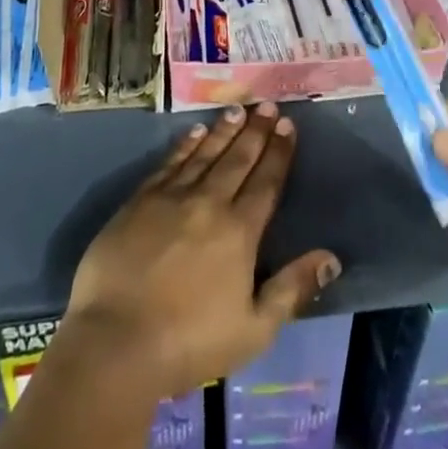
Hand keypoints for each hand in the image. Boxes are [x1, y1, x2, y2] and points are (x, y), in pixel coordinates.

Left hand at [62, 102, 341, 400]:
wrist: (116, 341)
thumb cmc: (190, 343)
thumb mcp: (254, 329)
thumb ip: (292, 289)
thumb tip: (331, 258)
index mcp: (239, 232)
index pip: (266, 182)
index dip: (278, 152)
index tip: (288, 124)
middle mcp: (208, 203)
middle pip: (237, 159)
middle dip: (255, 131)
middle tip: (266, 104)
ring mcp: (171, 198)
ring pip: (204, 154)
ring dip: (222, 130)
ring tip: (237, 109)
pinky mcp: (139, 201)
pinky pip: (169, 163)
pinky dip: (184, 145)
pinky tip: (194, 132)